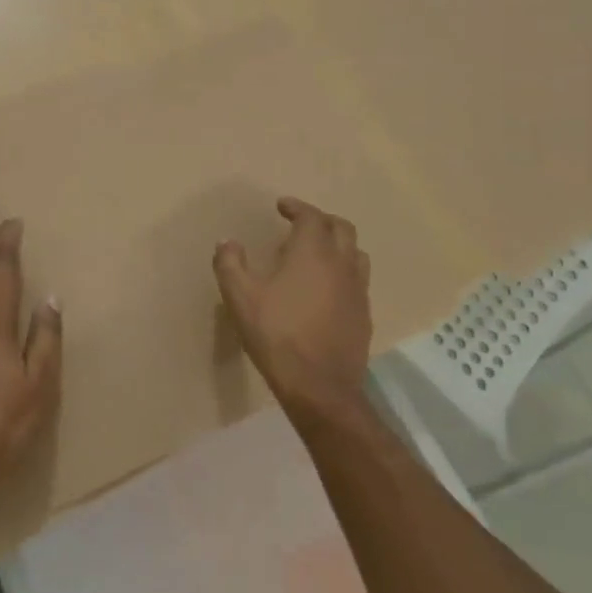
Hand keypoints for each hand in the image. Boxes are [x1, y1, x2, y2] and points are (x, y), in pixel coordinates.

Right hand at [213, 197, 371, 418]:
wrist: (319, 386)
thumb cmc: (277, 334)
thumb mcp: (240, 297)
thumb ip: (230, 264)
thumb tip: (227, 242)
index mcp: (313, 253)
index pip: (311, 216)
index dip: (296, 207)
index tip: (282, 206)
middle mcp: (342, 264)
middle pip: (342, 228)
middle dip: (321, 220)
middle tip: (301, 224)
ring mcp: (358, 290)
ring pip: (356, 253)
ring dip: (338, 244)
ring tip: (317, 253)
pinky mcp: (364, 315)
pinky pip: (358, 280)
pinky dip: (344, 272)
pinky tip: (327, 289)